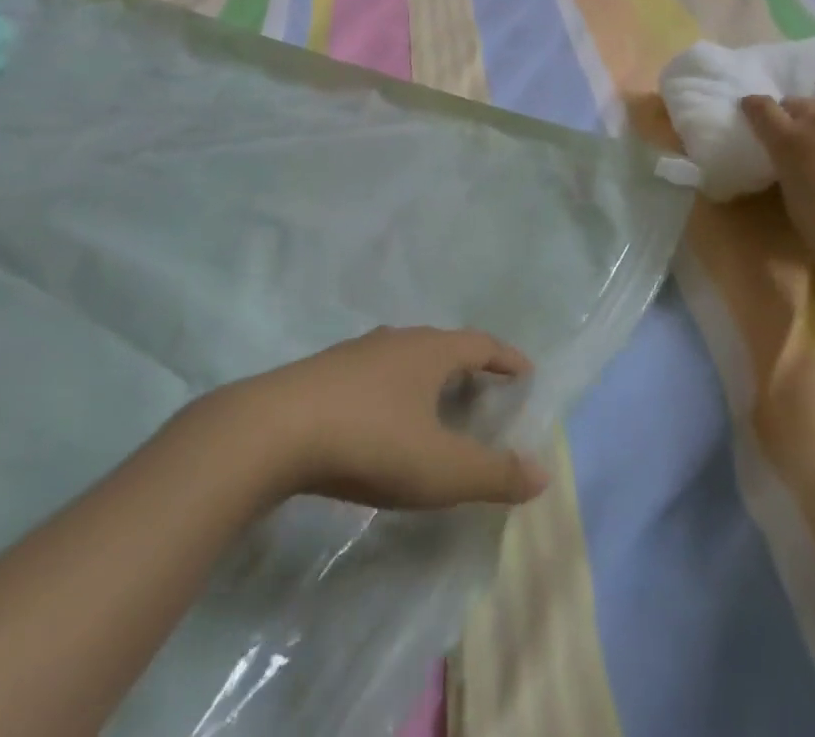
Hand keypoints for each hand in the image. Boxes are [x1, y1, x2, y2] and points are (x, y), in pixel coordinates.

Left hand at [235, 327, 549, 509]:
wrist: (272, 431)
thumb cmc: (370, 441)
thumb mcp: (440, 469)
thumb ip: (493, 474)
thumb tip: (542, 473)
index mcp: (431, 351)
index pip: (481, 344)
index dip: (507, 358)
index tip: (526, 372)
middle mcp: (397, 340)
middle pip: (443, 345)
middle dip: (468, 366)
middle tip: (484, 392)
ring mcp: (356, 353)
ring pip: (405, 357)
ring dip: (427, 376)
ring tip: (435, 405)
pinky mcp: (323, 373)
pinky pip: (374, 373)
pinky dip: (393, 390)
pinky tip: (382, 418)